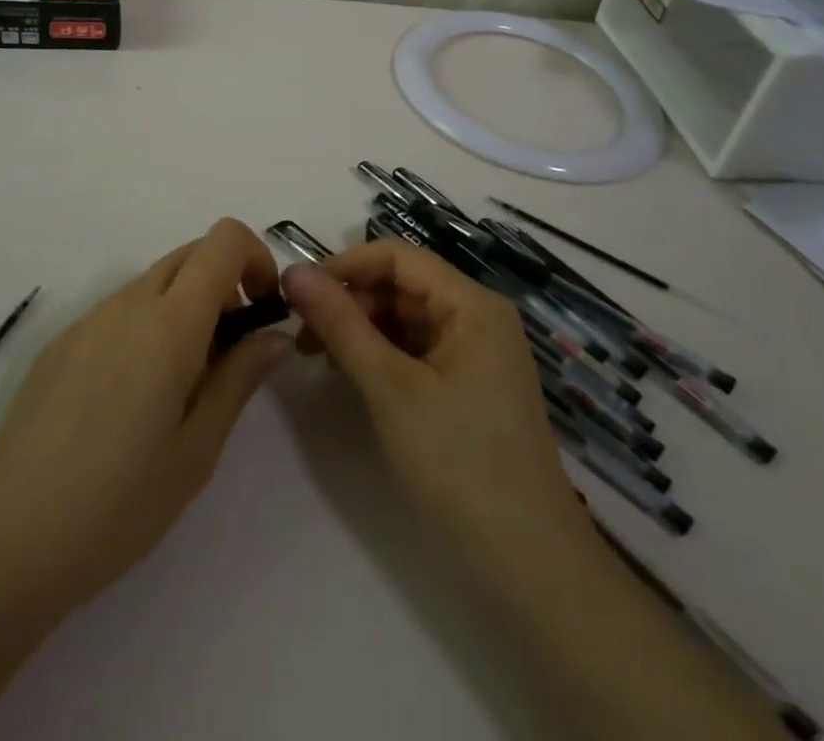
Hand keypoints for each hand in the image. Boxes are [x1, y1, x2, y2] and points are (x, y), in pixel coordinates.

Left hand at [0, 219, 291, 611]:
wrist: (9, 541)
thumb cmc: (120, 504)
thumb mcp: (198, 449)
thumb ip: (240, 378)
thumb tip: (274, 335)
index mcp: (169, 323)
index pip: (223, 240)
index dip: (255, 258)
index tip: (263, 310)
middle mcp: (127, 303)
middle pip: (190, 254)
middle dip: (224, 285)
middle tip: (228, 355)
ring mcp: (87, 319)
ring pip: (153, 282)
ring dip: (184, 308)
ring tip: (179, 388)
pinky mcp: (60, 342)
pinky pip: (118, 311)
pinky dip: (145, 327)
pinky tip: (129, 401)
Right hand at [281, 241, 594, 591]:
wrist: (530, 566)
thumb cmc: (459, 463)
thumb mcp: (390, 387)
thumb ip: (340, 323)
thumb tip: (293, 272)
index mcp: (472, 303)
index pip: (397, 256)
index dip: (345, 266)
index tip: (297, 293)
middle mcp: (478, 317)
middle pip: (401, 285)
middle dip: (350, 301)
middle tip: (302, 334)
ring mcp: (477, 353)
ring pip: (406, 317)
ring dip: (361, 328)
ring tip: (318, 356)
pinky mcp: (470, 386)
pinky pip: (417, 349)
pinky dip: (381, 354)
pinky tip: (351, 374)